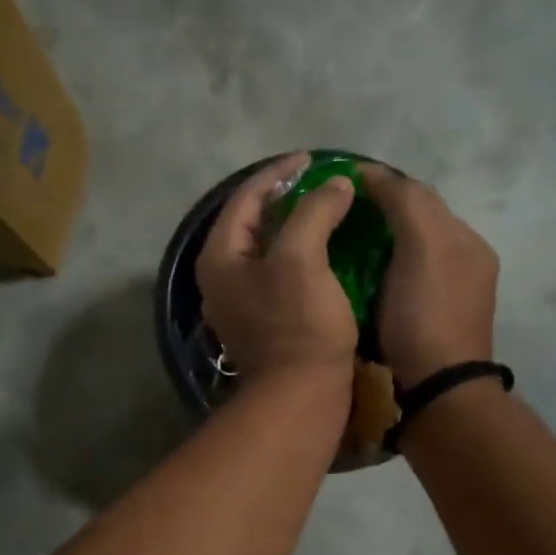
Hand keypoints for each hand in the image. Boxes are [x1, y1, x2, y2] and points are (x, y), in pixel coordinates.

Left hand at [197, 153, 359, 385]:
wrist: (301, 395)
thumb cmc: (298, 323)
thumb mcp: (302, 258)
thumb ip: (314, 211)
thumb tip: (335, 184)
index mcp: (219, 257)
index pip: (244, 198)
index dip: (279, 172)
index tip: (313, 159)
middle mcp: (222, 278)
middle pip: (252, 222)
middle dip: (286, 198)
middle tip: (321, 183)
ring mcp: (241, 303)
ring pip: (267, 249)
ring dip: (295, 226)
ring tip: (328, 210)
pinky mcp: (264, 322)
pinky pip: (279, 273)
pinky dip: (301, 254)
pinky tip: (327, 251)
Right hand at [359, 166, 498, 385]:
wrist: (438, 388)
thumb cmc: (425, 314)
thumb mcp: (421, 246)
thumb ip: (405, 202)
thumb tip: (374, 174)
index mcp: (465, 240)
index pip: (420, 194)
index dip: (382, 183)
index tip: (340, 183)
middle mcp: (465, 262)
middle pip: (418, 223)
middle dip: (381, 212)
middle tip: (337, 214)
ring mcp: (452, 295)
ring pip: (411, 252)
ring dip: (382, 242)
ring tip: (344, 243)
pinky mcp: (434, 322)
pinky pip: (407, 280)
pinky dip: (385, 270)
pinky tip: (363, 278)